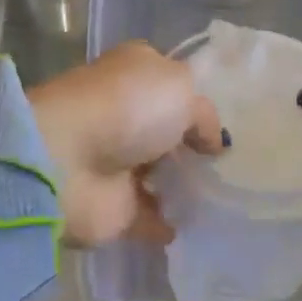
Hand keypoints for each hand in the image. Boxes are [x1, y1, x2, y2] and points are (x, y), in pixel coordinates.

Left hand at [29, 43, 224, 247]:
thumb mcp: (181, 90)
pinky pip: (149, 216)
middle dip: (193, 146)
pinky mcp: (113, 205)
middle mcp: (125, 113)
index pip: (171, 83)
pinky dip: (169, 223)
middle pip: (166, 130)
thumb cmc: (127, 108)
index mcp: (136, 73)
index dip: (197, 100)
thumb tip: (211, 142)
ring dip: (183, 186)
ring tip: (225, 198)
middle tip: (234, 165)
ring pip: (158, 173)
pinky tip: (200, 228)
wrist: (66, 161)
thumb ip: (204, 114)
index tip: (232, 122)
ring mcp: (116, 160)